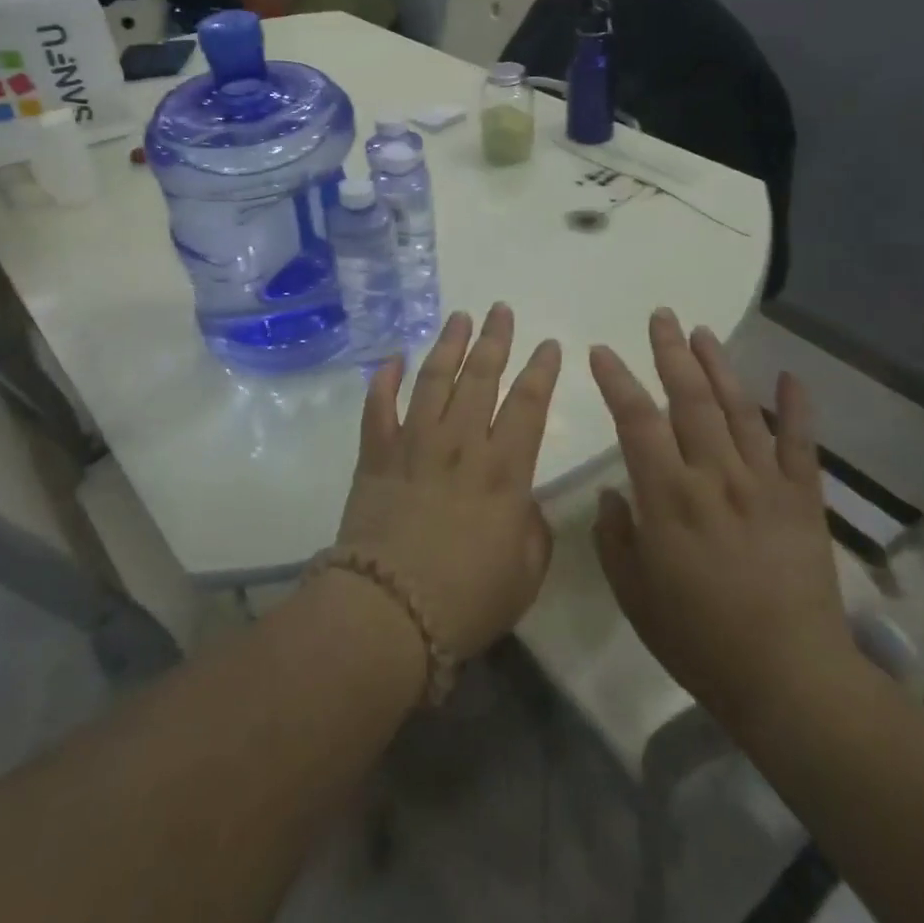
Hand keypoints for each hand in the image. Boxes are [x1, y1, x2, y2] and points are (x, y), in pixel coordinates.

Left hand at [335, 304, 562, 658]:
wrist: (388, 611)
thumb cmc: (465, 599)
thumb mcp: (524, 573)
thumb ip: (532, 530)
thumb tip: (523, 502)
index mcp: (504, 470)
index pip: (529, 404)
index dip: (541, 370)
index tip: (548, 344)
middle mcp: (460, 443)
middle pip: (480, 377)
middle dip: (494, 340)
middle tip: (500, 310)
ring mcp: (413, 443)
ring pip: (433, 379)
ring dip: (447, 345)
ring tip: (459, 317)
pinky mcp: (375, 455)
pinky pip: (378, 406)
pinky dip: (383, 379)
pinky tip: (391, 357)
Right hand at [589, 309, 861, 730]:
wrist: (790, 680)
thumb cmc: (699, 639)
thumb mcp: (634, 593)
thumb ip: (616, 536)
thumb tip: (617, 491)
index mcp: (669, 495)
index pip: (636, 420)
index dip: (616, 380)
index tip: (601, 350)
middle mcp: (715, 475)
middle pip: (690, 398)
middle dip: (670, 352)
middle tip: (660, 316)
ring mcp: (764, 483)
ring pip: (739, 408)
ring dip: (719, 365)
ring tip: (702, 332)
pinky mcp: (803, 500)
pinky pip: (801, 444)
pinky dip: (797, 408)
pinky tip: (791, 376)